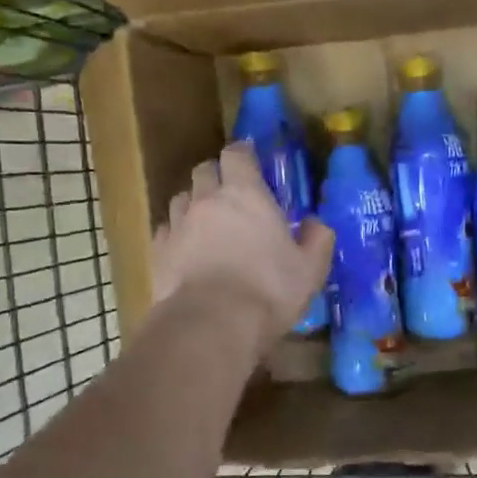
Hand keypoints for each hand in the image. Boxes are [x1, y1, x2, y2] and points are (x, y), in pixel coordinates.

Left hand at [150, 141, 334, 353]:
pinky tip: (186, 250)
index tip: (251, 160)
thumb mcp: (310, 269)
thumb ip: (317, 240)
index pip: (237, 154)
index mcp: (245, 194)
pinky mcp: (158, 251)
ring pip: (181, 198)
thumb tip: (317, 224)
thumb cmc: (268, 290)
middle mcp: (207, 200)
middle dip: (217, 175)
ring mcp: (178, 224)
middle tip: (232, 194)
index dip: (243, 154)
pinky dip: (177, 233)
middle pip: (204, 170)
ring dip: (194, 203)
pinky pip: (166, 230)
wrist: (211, 324)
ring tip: (207, 223)